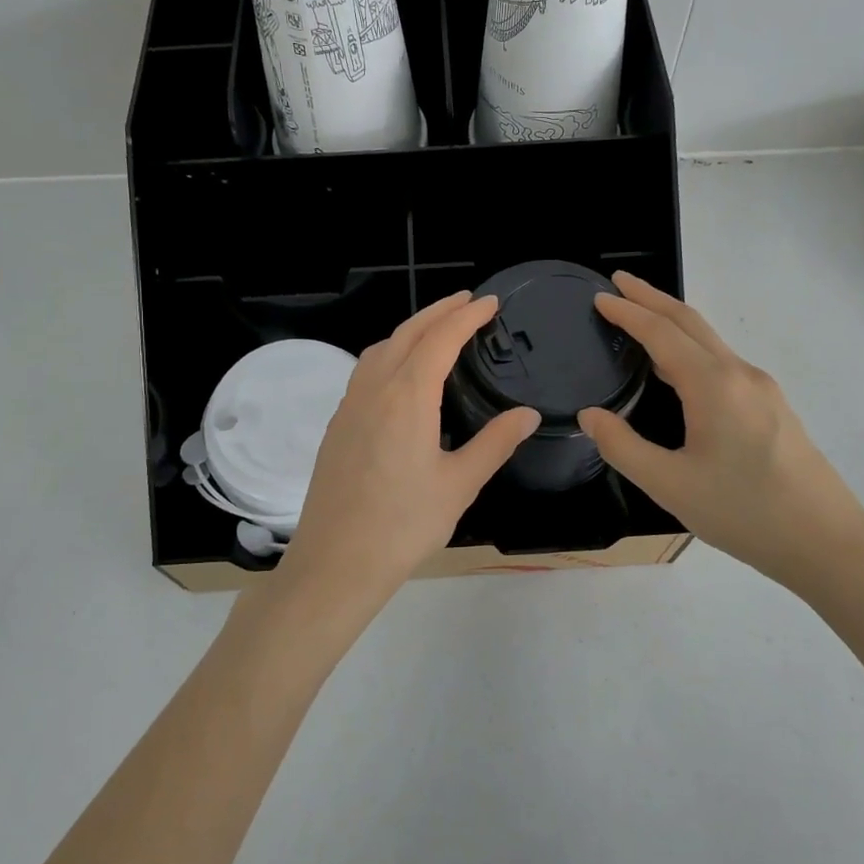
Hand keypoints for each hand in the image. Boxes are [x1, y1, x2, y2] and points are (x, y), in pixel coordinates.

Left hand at [277, 292, 539, 622]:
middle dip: (438, 312)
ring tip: (436, 330)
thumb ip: (494, 443)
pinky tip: (400, 374)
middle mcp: (374, 390)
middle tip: (466, 302)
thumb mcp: (459, 484)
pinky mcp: (337, 425)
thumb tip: (527, 414)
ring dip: (410, 330)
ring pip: (380, 349)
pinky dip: (389, 353)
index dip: (466, 316)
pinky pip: (365, 371)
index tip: (489, 303)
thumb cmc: (404, 525)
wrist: (336, 561)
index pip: (440, 340)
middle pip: (406, 334)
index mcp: (407, 397)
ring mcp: (349, 406)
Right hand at [577, 273, 863, 593]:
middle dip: (652, 299)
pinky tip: (678, 369)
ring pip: (710, 342)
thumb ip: (623, 447)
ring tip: (640, 318)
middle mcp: (740, 375)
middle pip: (690, 323)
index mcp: (713, 385)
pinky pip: (722, 362)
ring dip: (673, 323)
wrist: (826, 542)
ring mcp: (762, 389)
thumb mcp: (670, 485)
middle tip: (619, 283)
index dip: (628, 312)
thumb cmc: (744, 513)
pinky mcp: (772, 407)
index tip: (600, 296)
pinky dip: (691, 348)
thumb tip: (591, 416)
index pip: (662, 333)